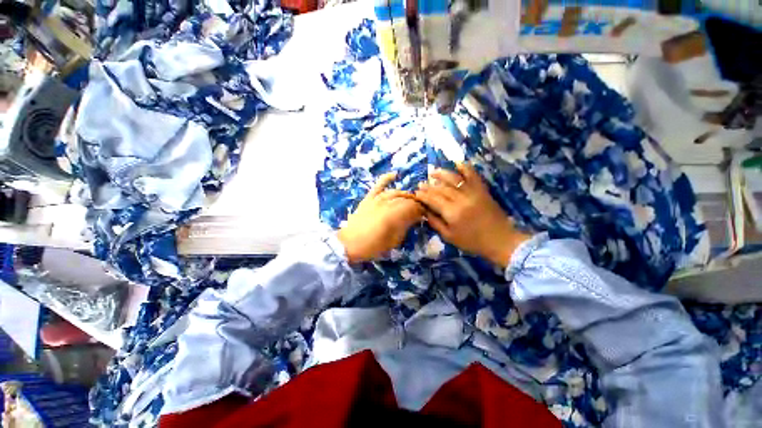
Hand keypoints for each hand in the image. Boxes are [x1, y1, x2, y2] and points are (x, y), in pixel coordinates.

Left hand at [338, 172, 424, 262]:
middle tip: (419, 208)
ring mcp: (376, 200)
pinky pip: (378, 186)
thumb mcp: (393, 241)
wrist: (349, 243)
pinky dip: (386, 179)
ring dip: (405, 195)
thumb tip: (415, 218)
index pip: (412, 208)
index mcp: (393, 216)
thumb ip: (405, 227)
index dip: (420, 210)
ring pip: (395, 192)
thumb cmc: (373, 246)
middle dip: (415, 203)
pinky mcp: (368, 198)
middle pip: (405, 199)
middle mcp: (386, 204)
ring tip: (410, 199)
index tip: (424, 214)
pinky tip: (394, 175)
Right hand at [415, 163, 529, 267]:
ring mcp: (473, 193)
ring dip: (442, 174)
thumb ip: (435, 223)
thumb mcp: (449, 237)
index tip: (416, 193)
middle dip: (429, 185)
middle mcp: (461, 199)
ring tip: (433, 171)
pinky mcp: (482, 190)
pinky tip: (458, 162)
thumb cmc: (472, 242)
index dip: (423, 195)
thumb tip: (425, 212)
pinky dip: (466, 168)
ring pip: (454, 179)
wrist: (500, 240)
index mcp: (452, 212)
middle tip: (421, 183)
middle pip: (441, 189)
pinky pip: (473, 176)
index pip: (433, 200)